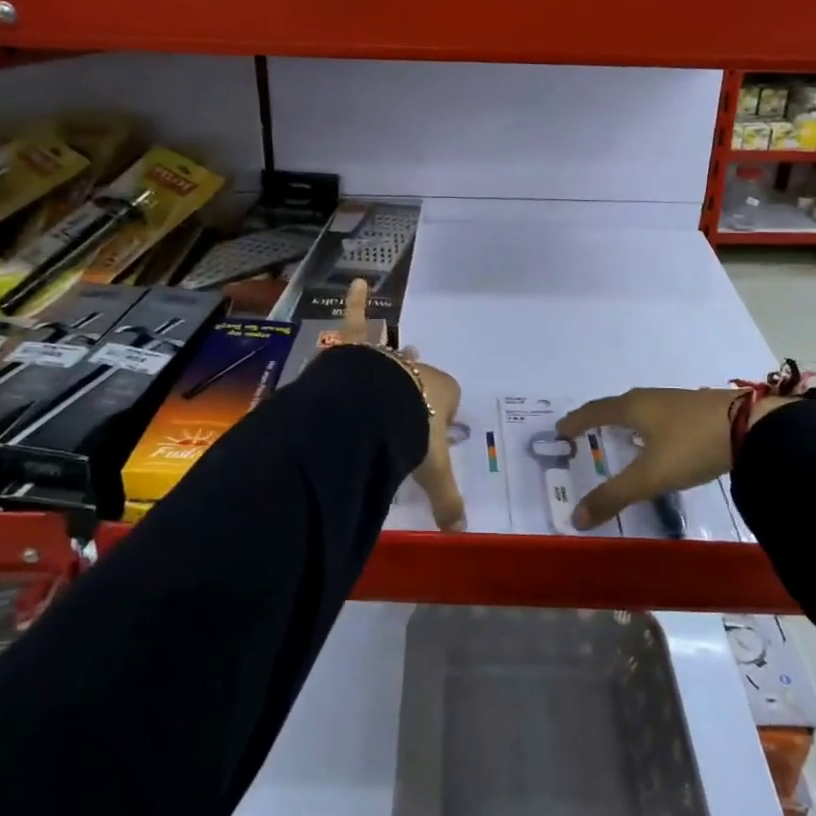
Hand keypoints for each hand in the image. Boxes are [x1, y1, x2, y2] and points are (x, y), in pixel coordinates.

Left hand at [334, 281, 465, 531]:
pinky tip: (355, 282)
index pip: (449, 400)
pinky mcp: (360, 349)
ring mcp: (389, 357)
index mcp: (443, 393)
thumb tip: (459, 533)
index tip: (429, 436)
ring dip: (393, 359)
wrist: (376, 413)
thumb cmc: (410, 437)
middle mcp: (418, 371)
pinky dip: (355, 302)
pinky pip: (357, 319)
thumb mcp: (432, 472)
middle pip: (422, 378)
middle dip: (416, 391)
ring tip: (393, 358)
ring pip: (393, 356)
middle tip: (408, 409)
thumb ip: (446, 501)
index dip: (440, 417)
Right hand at [554, 387, 795, 529]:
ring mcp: (676, 401)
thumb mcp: (650, 475)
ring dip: (624, 421)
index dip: (576, 421)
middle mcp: (650, 398)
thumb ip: (614, 496)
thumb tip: (575, 518)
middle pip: (616, 406)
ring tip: (619, 436)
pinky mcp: (698, 410)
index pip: (595, 411)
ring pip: (640, 409)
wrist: (752, 427)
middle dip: (598, 419)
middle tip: (584, 432)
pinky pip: (660, 415)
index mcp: (632, 407)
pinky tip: (659, 440)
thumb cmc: (691, 445)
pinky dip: (647, 426)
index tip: (560, 430)